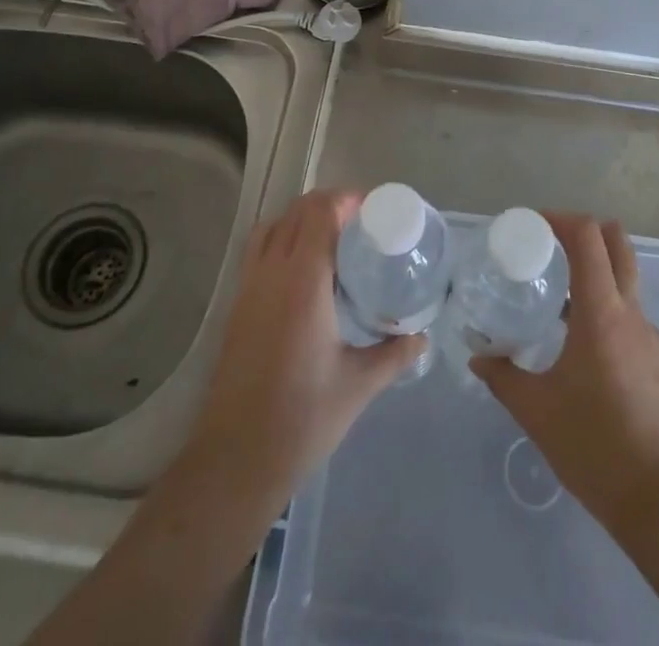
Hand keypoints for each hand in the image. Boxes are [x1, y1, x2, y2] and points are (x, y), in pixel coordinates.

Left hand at [182, 189, 423, 502]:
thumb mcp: (358, 385)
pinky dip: (282, 239)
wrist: (236, 459)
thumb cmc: (302, 418)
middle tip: (361, 222)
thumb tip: (423, 335)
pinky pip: (259, 250)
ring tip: (332, 238)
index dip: (346, 200)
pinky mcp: (237, 305)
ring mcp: (249, 287)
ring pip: (273, 226)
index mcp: (303, 282)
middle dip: (329, 204)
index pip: (320, 213)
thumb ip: (394, 353)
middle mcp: (272, 273)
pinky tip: (303, 271)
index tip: (374, 209)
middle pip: (297, 212)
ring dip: (301, 218)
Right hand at [472, 213, 658, 529]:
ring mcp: (649, 337)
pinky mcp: (657, 361)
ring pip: (626, 278)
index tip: (532, 224)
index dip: (561, 219)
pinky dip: (605, 306)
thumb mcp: (536, 410)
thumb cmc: (594, 446)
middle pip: (618, 243)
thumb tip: (477, 358)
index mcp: (602, 312)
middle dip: (585, 231)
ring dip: (595, 270)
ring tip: (557, 294)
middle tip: (549, 245)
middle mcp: (630, 313)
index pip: (589, 237)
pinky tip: (580, 342)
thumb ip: (503, 377)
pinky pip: (629, 314)